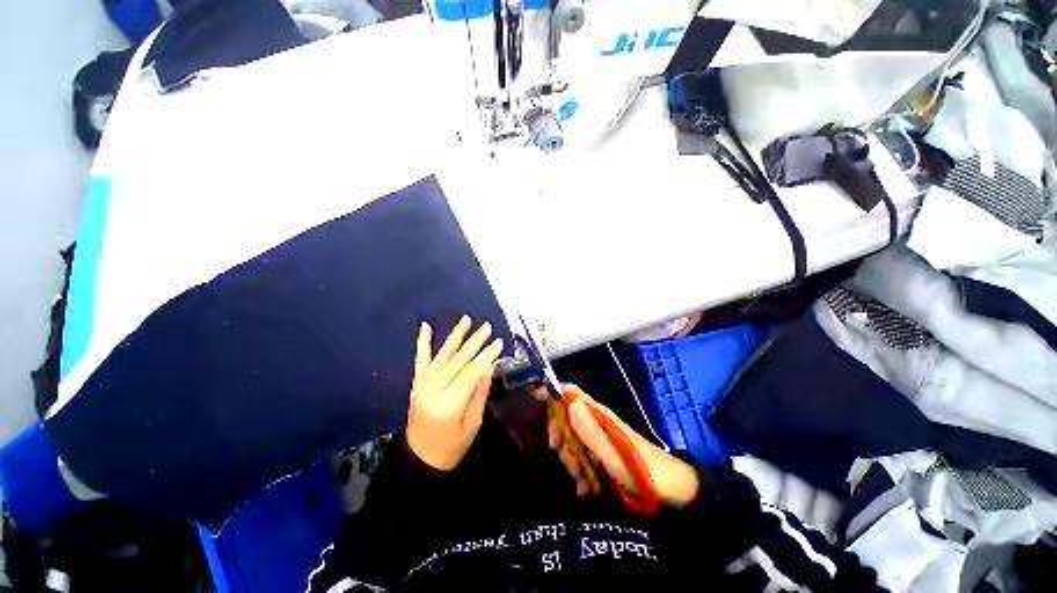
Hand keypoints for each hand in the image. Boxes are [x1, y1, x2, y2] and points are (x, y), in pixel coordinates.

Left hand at [406, 316, 503, 470]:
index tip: (499, 342)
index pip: (470, 373)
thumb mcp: (472, 424)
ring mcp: (423, 385)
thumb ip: (479, 394)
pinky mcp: (417, 383)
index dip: (486, 356)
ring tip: (466, 319)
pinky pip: (421, 360)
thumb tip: (488, 367)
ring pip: (442, 355)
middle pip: (457, 360)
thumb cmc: (451, 447)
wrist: (419, 459)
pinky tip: (426, 326)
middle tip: (487, 327)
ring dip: (455, 336)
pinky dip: (423, 342)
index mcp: (448, 404)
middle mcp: (433, 390)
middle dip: (474, 342)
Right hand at [548, 384, 699, 507]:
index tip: (534, 399)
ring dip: (571, 459)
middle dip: (560, 436)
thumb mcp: (614, 456)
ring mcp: (599, 439)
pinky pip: (582, 456)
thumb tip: (569, 401)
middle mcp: (597, 422)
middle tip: (562, 455)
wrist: (674, 494)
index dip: (553, 391)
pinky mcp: (602, 454)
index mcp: (599, 416)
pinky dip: (580, 471)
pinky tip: (586, 489)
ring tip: (582, 480)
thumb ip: (591, 431)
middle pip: (566, 417)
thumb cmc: (645, 472)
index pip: (571, 392)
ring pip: (572, 440)